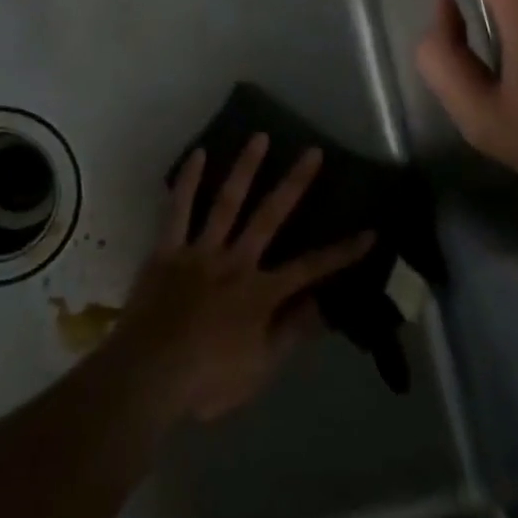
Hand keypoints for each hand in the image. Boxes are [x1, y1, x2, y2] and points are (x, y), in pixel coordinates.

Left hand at [109, 135, 374, 423]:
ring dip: (245, 168)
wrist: (147, 376)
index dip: (342, 252)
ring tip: (259, 137)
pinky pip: (178, 210)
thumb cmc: (207, 379)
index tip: (370, 231)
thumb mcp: (260, 368)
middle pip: (270, 216)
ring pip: (227, 202)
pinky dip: (187, 182)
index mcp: (260, 292)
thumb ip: (292, 332)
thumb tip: (326, 305)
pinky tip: (198, 154)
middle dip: (295, 183)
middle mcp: (235, 261)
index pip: (311, 269)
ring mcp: (200, 251)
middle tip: (312, 152)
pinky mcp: (168, 249)